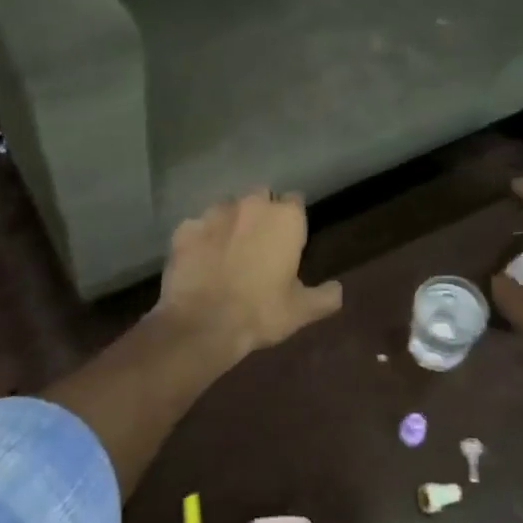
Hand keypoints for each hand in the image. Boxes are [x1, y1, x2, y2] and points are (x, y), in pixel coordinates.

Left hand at [153, 191, 342, 356]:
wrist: (202, 324)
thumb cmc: (260, 312)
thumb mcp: (302, 311)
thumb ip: (325, 296)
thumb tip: (337, 289)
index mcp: (285, 218)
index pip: (295, 201)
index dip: (293, 220)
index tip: (290, 239)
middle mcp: (250, 205)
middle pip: (261, 197)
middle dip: (261, 213)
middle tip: (260, 244)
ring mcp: (213, 213)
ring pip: (226, 208)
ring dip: (230, 223)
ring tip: (228, 251)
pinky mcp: (185, 228)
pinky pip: (197, 227)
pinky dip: (200, 239)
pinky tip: (200, 261)